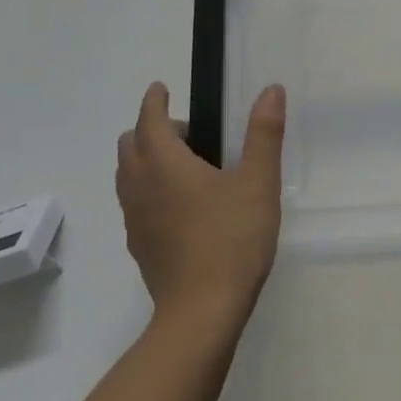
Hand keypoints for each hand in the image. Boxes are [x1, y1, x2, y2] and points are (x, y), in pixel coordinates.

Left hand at [117, 82, 285, 328]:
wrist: (202, 311)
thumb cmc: (232, 239)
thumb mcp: (259, 181)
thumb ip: (264, 133)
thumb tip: (271, 90)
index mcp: (165, 164)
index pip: (149, 120)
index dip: (155, 101)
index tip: (161, 88)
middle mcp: (141, 186)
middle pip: (131, 145)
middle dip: (152, 129)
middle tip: (191, 133)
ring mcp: (135, 219)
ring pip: (128, 175)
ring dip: (147, 159)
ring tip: (186, 165)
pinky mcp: (139, 245)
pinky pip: (135, 202)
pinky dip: (148, 188)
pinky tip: (180, 205)